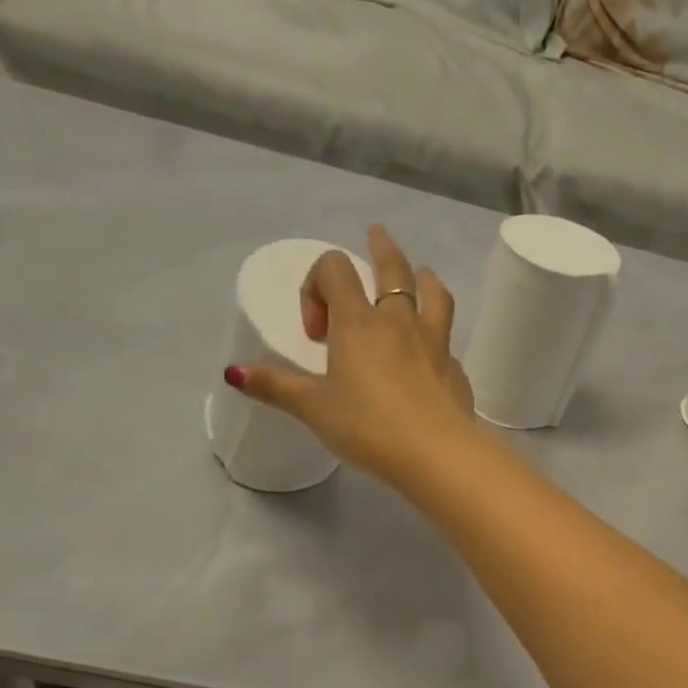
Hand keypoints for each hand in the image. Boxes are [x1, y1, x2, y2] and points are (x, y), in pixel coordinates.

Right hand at [227, 225, 477, 484]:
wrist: (436, 453)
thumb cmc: (368, 426)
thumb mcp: (314, 408)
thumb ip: (276, 387)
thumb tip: (233, 372)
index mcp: (359, 323)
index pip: (335, 270)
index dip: (317, 286)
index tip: (316, 332)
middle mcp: (399, 322)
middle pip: (393, 269)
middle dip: (381, 248)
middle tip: (376, 234)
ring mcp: (434, 343)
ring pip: (433, 295)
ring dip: (424, 278)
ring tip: (422, 274)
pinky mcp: (455, 369)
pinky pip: (445, 340)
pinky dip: (437, 335)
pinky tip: (431, 354)